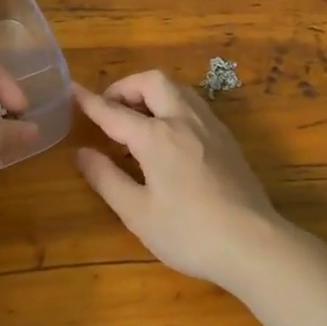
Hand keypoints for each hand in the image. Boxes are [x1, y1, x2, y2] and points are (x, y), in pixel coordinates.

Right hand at [73, 70, 285, 287]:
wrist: (254, 244)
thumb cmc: (189, 232)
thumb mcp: (138, 214)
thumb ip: (107, 179)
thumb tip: (83, 154)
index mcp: (156, 136)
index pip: (114, 111)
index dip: (90, 101)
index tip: (72, 90)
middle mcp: (183, 119)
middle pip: (152, 81)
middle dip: (126, 87)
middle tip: (111, 109)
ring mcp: (209, 126)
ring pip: (177, 88)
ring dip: (152, 93)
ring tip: (138, 120)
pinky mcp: (227, 138)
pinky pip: (193, 105)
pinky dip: (172, 106)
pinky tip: (169, 135)